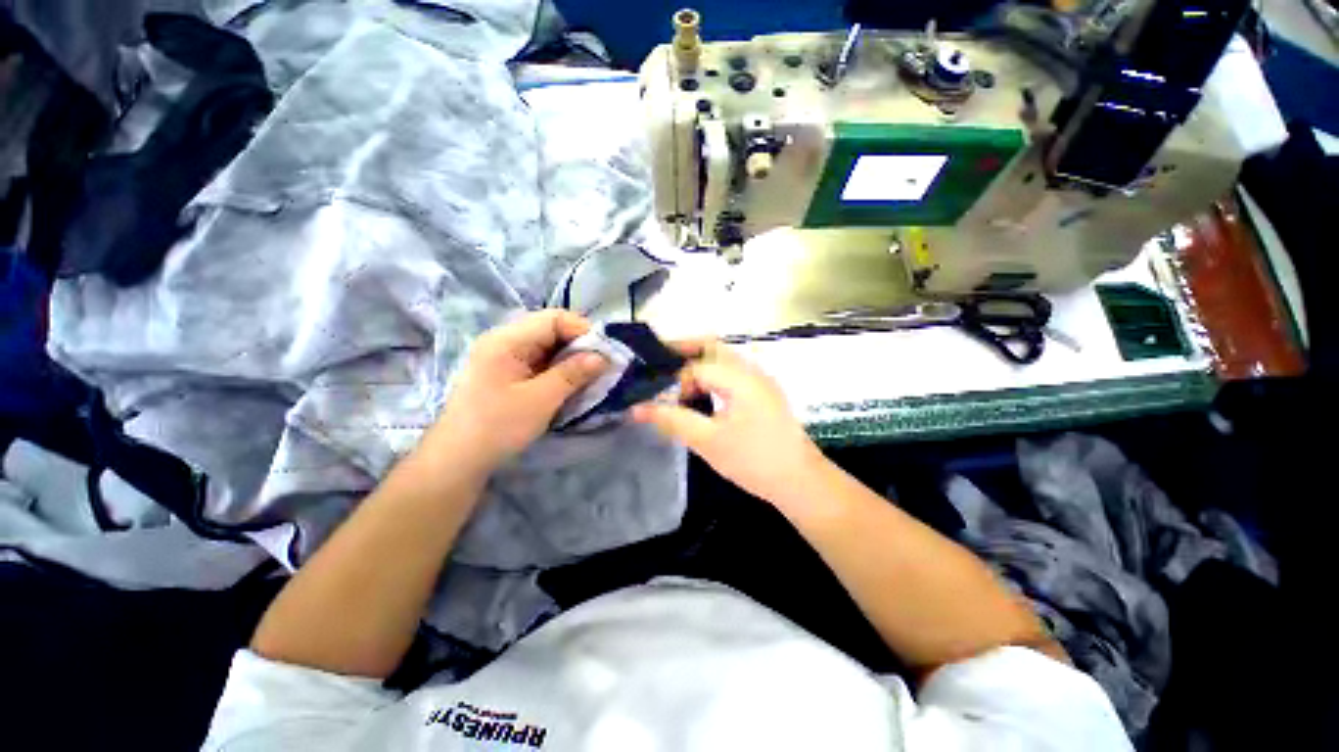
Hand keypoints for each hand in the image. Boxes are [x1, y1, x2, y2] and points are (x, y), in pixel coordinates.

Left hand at [426, 310, 607, 474]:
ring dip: (571, 359)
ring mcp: (504, 357)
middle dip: (579, 345)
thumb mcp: (541, 399)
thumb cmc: (497, 427)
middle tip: (601, 366)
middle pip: (551, 330)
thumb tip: (602, 357)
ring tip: (590, 376)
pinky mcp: (507, 373)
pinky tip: (570, 384)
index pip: (553, 318)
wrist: (457, 461)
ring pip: (548, 347)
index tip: (605, 353)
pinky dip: (559, 370)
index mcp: (507, 339)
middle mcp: (504, 341)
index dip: (583, 330)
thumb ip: (573, 374)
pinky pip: (540, 362)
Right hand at [631, 341, 829, 511]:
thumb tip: (637, 408)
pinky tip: (701, 396)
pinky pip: (731, 373)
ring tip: (675, 384)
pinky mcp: (763, 392)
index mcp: (739, 376)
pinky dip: (711, 376)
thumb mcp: (708, 441)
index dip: (673, 382)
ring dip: (697, 365)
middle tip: (658, 366)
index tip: (657, 400)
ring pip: (722, 359)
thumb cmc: (754, 460)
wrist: (800, 481)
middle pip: (711, 347)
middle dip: (683, 351)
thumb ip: (672, 419)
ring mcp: (760, 379)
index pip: (695, 366)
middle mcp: (751, 369)